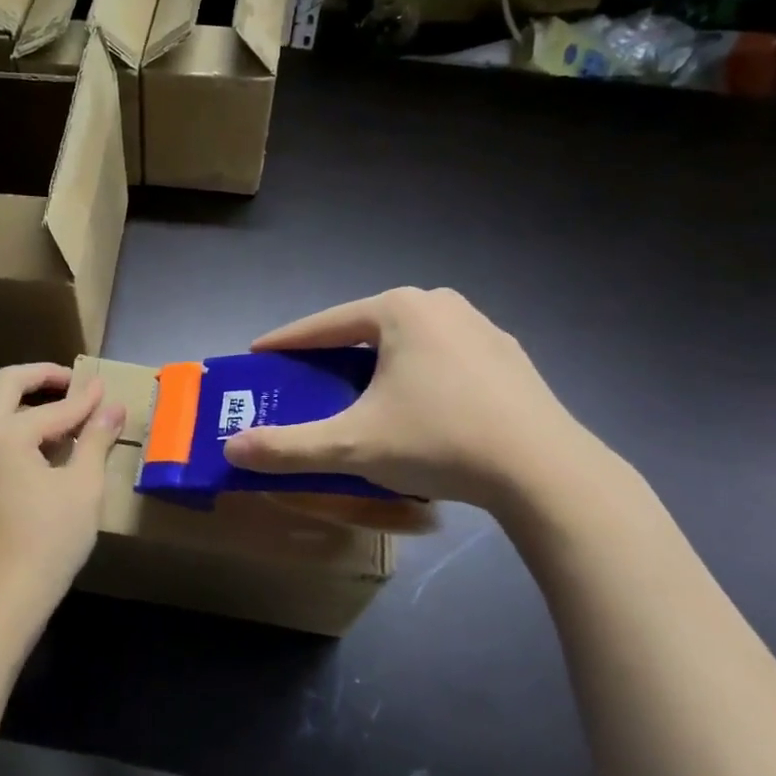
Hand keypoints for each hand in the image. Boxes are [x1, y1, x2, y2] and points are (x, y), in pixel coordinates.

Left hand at [0, 364, 124, 634]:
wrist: (4, 597)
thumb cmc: (49, 538)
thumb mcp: (83, 486)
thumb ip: (96, 439)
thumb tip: (113, 405)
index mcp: (4, 432)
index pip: (54, 407)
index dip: (85, 399)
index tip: (107, 388)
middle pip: (7, 387)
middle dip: (42, 378)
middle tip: (74, 383)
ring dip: (29, 404)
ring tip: (67, 415)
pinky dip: (20, 428)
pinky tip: (49, 447)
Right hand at [222, 287, 602, 512]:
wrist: (545, 471)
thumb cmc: (439, 441)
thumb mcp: (353, 447)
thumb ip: (288, 447)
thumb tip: (231, 448)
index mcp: (399, 310)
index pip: (324, 324)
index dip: (286, 342)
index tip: (259, 355)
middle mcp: (440, 304)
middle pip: (366, 328)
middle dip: (333, 352)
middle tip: (307, 379)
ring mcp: (480, 327)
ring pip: (408, 341)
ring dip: (377, 362)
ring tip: (360, 392)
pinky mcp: (507, 356)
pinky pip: (443, 357)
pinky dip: (418, 374)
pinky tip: (418, 406)